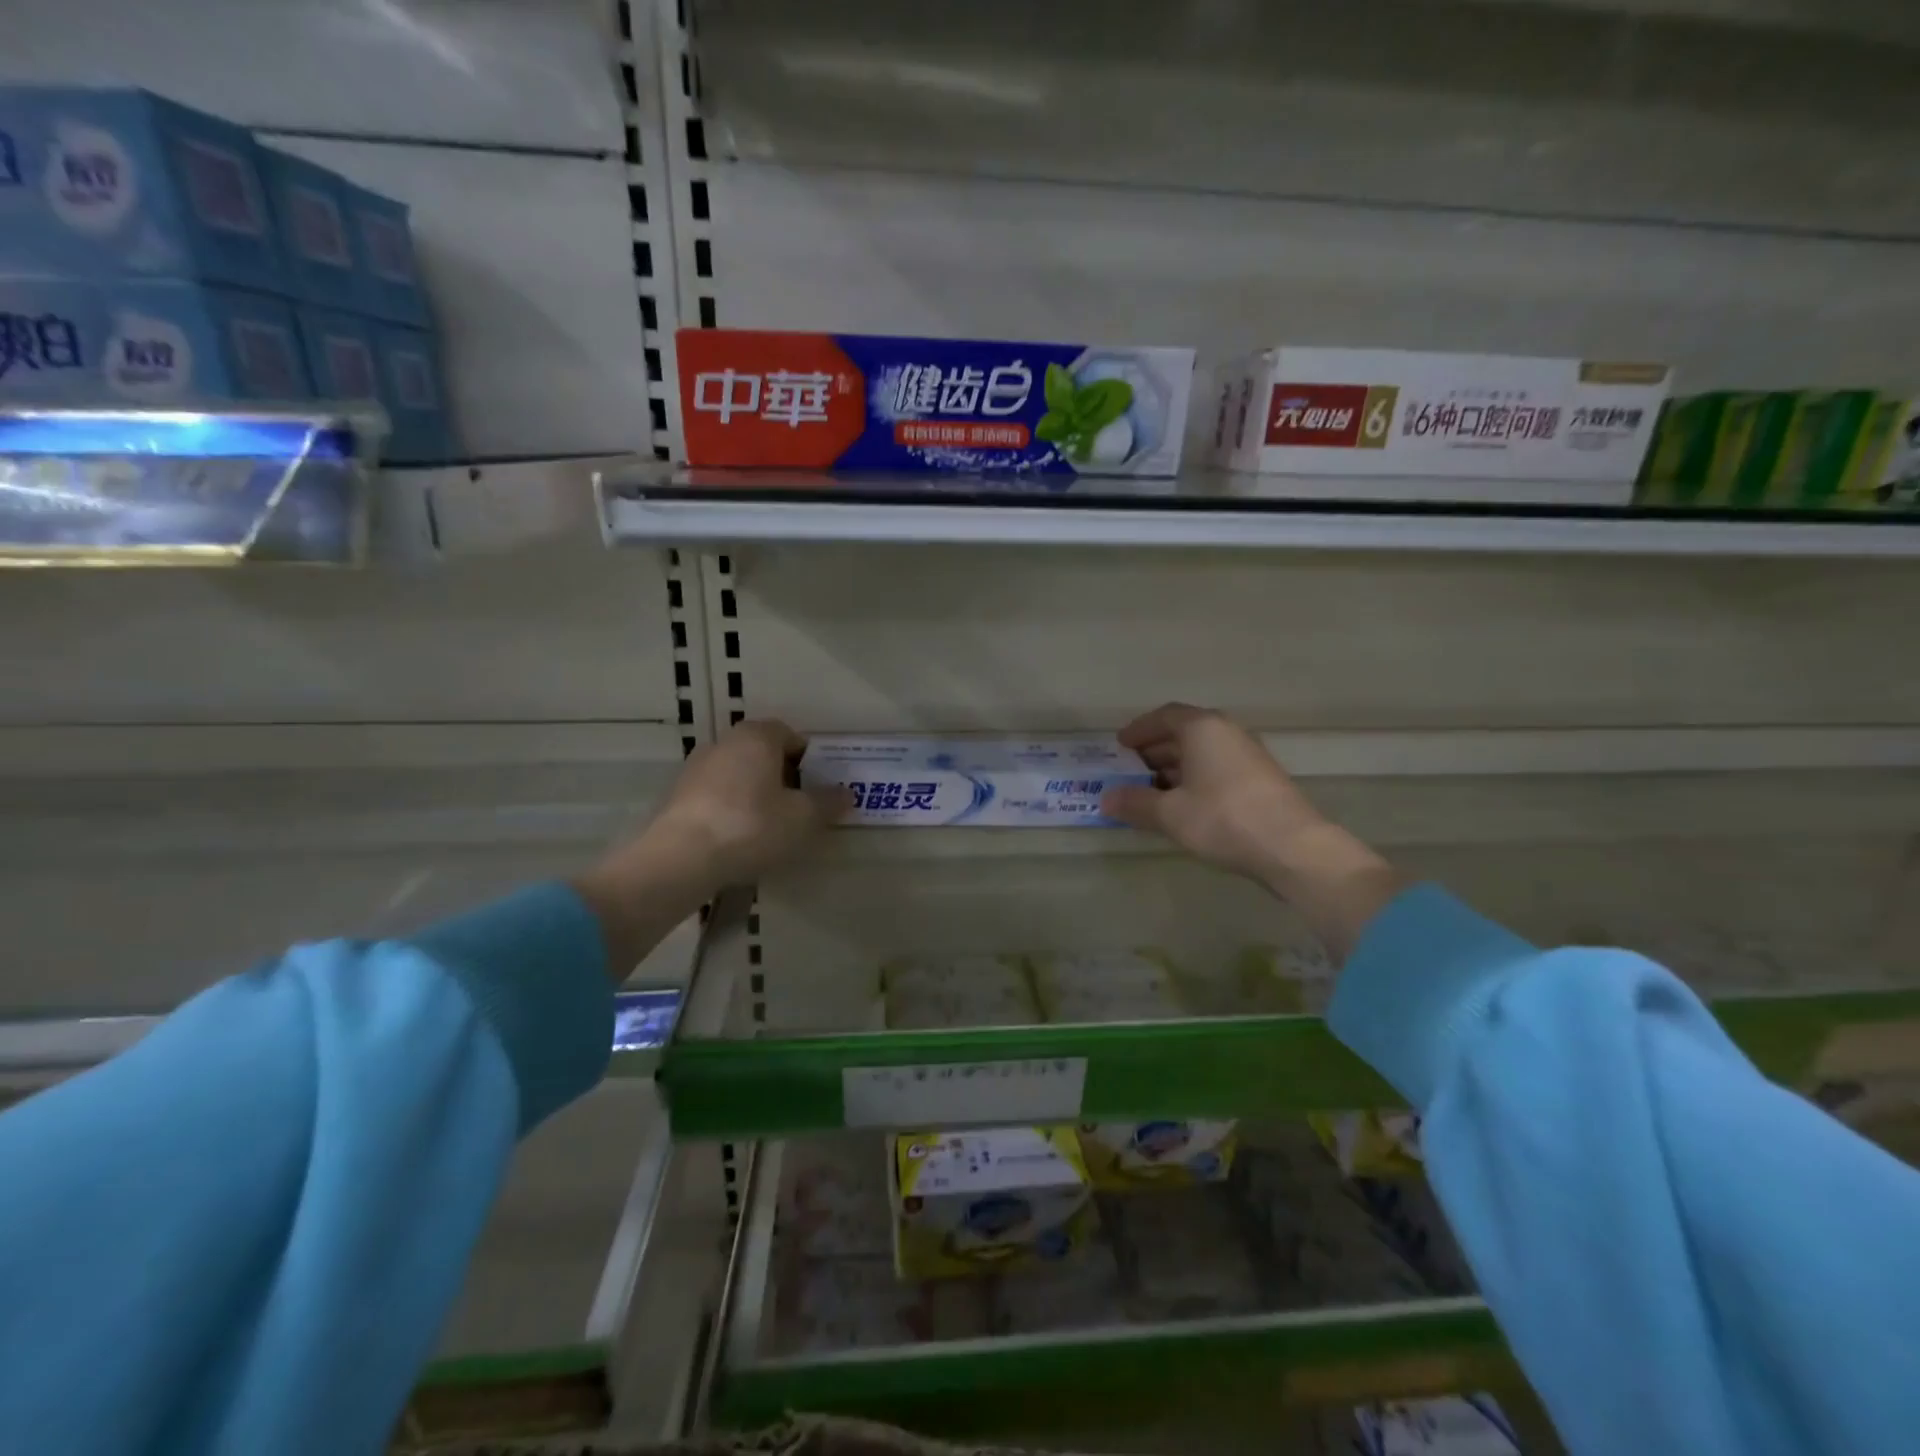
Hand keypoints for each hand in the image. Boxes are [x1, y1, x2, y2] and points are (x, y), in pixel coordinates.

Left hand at [640, 720, 849, 890]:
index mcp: (757, 737)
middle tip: (799, 807)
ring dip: (755, 793)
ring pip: (738, 774)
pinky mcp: (677, 796)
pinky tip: (738, 839)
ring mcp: (695, 768)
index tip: (818, 786)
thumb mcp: (803, 818)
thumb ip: (827, 802)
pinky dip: (731, 809)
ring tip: (770, 827)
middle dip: (782, 775)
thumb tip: (847, 793)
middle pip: (762, 753)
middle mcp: (724, 742)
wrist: (680, 858)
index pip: (790, 734)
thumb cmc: (752, 826)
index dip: (808, 758)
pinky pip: (716, 796)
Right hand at [1101, 703, 1328, 887]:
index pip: (1164, 716)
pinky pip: (1217, 768)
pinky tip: (1184, 805)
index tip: (1120, 745)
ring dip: (1174, 767)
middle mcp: (1227, 732)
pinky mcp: (1260, 779)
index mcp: (1202, 728)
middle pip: (1183, 733)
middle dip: (1155, 750)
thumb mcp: (1170, 813)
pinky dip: (1195, 779)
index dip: (1139, 729)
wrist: (1291, 847)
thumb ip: (1135, 803)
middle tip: (1130, 770)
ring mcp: (1248, 755)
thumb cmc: (1222, 818)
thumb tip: (1106, 799)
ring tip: (1151, 791)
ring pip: (1202, 753)